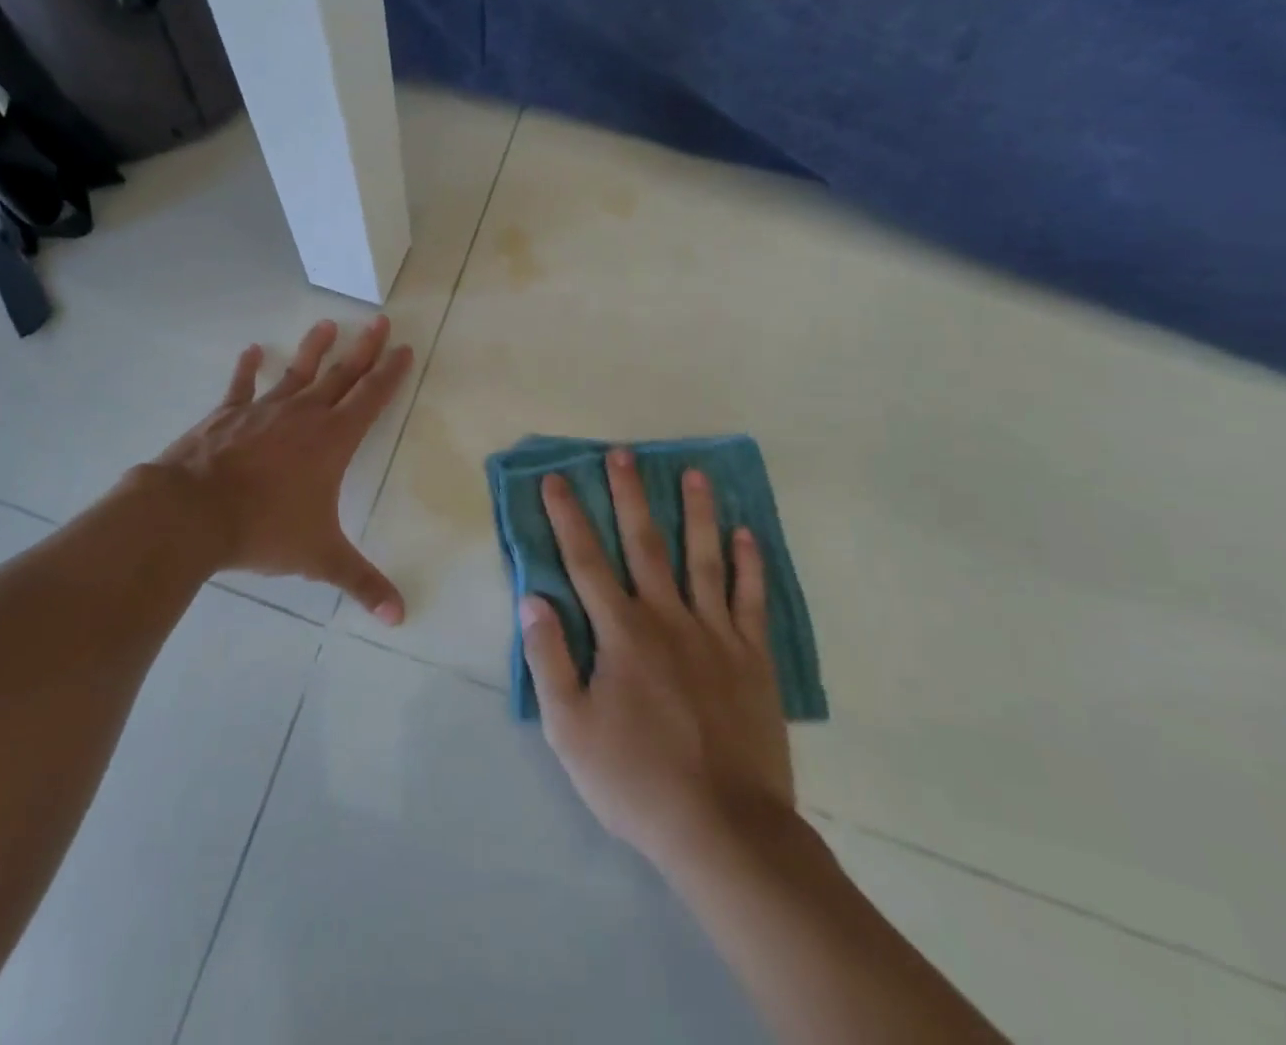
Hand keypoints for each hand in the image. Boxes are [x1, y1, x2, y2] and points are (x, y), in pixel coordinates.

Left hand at [151, 317, 412, 622]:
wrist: (192, 513)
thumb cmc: (263, 529)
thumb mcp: (319, 557)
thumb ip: (361, 583)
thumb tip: (400, 618)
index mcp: (332, 441)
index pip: (371, 398)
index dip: (390, 373)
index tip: (404, 348)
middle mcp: (303, 416)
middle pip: (341, 375)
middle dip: (364, 348)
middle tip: (380, 320)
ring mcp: (262, 410)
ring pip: (296, 373)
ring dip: (314, 348)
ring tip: (327, 324)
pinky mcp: (226, 415)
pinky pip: (241, 386)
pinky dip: (246, 368)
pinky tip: (251, 350)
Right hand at [520, 448, 794, 866]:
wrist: (725, 831)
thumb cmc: (636, 780)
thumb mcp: (570, 728)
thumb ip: (549, 659)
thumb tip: (532, 598)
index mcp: (621, 633)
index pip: (586, 560)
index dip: (568, 516)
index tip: (556, 478)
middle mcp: (667, 619)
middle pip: (644, 544)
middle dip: (629, 495)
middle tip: (623, 454)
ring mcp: (716, 635)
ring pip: (704, 559)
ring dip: (697, 512)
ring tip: (695, 473)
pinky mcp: (753, 659)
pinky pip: (751, 600)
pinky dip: (749, 565)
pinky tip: (748, 535)